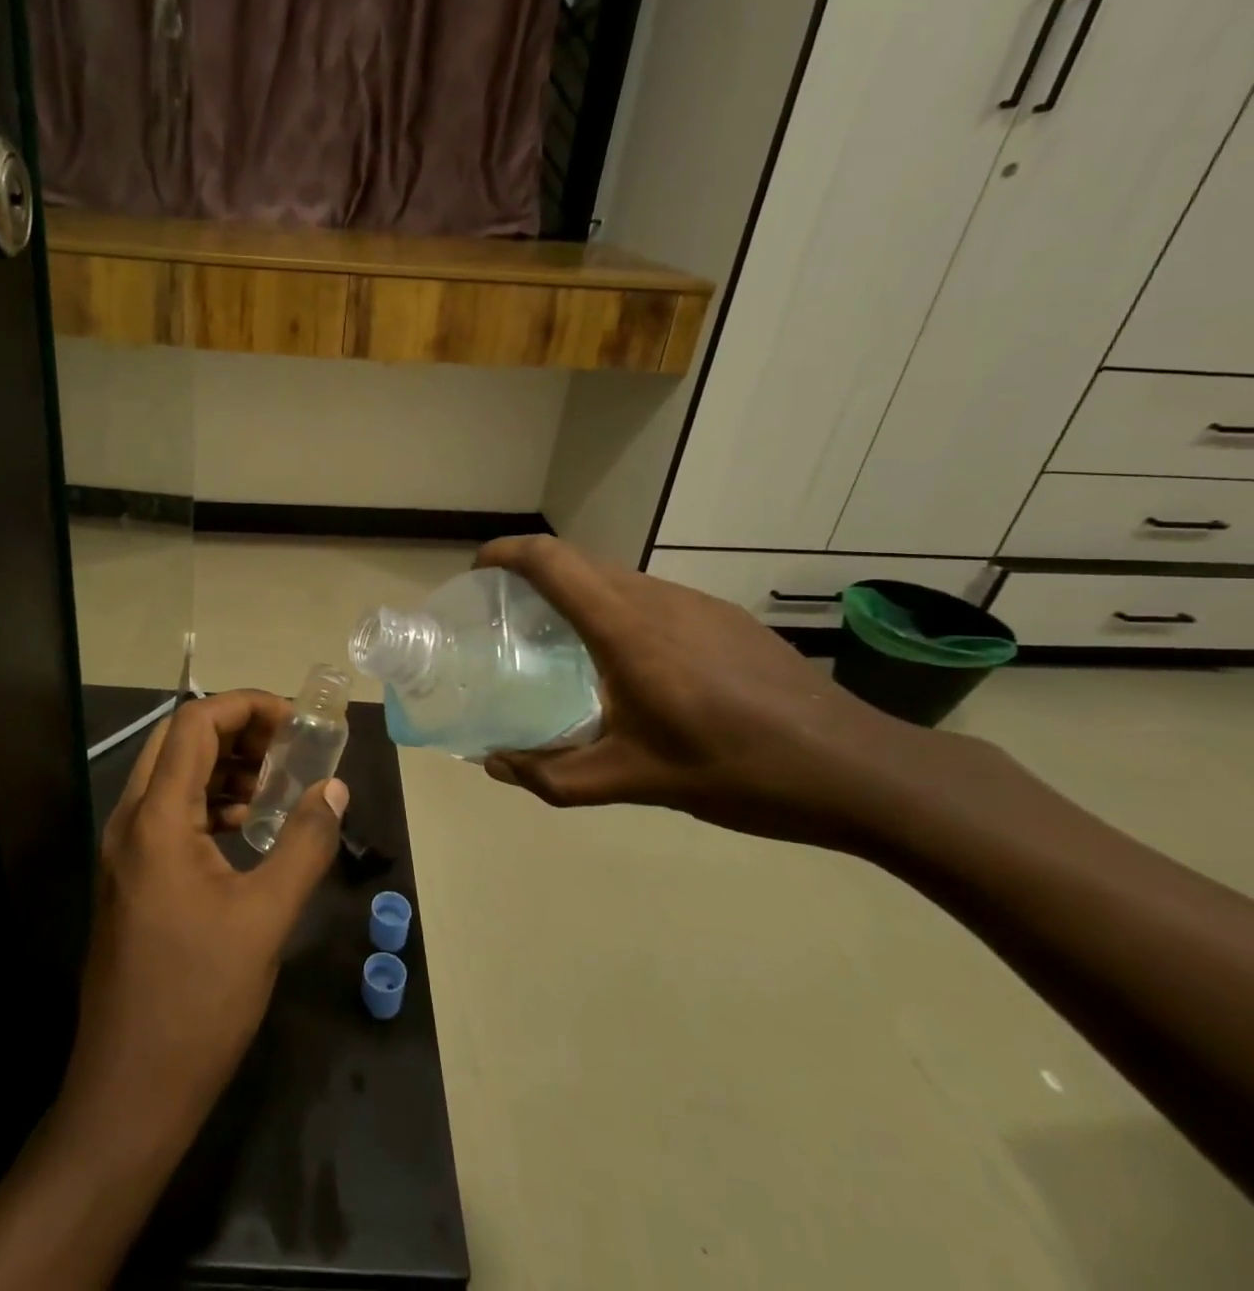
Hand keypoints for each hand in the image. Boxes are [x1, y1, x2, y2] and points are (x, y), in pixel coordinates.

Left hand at [0, 693, 349, 1289]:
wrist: (129, 1092)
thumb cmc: (198, 1001)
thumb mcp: (266, 918)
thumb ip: (305, 843)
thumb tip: (334, 787)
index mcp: (156, 819)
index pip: (194, 723)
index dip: (246, 706)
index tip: (296, 722)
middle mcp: (131, 821)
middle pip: (179, 741)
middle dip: (237, 732)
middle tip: (289, 748)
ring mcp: (125, 850)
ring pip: (173, 775)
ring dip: (223, 766)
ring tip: (276, 785)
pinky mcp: (131, 877)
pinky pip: (170, 812)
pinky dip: (210, 801)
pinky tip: (248, 827)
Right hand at [476, 535, 916, 846]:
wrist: (855, 768)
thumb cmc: (735, 770)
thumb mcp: (634, 781)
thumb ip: (554, 775)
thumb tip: (495, 765)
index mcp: (626, 629)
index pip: (551, 560)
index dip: (507, 552)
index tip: (479, 570)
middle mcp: (657, 599)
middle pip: (579, 561)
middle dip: (533, 573)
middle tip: (507, 614)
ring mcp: (697, 602)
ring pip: (616, 577)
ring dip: (577, 592)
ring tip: (561, 640)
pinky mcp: (724, 616)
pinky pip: (651, 596)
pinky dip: (617, 608)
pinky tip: (630, 661)